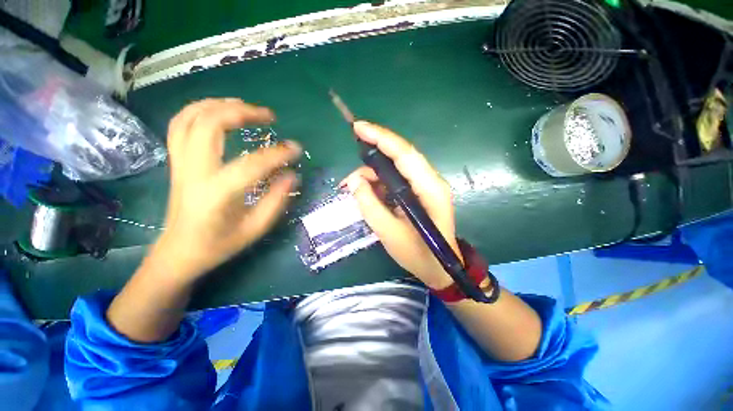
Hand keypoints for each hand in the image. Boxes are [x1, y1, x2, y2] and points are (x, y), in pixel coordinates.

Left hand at [151, 99, 300, 282]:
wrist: (179, 252)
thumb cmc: (219, 244)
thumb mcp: (256, 228)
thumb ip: (276, 200)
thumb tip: (293, 175)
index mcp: (217, 194)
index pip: (251, 164)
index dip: (277, 154)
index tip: (296, 149)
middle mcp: (194, 172)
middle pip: (209, 125)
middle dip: (242, 112)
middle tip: (268, 116)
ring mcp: (180, 164)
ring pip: (189, 118)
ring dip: (218, 105)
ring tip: (245, 106)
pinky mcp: (176, 162)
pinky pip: (179, 125)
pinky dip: (198, 110)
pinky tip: (218, 111)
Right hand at [342, 121, 459, 289]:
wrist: (439, 268)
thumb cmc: (418, 254)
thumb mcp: (389, 233)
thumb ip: (369, 205)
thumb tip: (354, 181)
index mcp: (430, 189)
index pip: (405, 154)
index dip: (382, 137)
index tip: (359, 127)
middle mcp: (430, 181)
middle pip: (400, 157)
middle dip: (373, 155)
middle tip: (351, 166)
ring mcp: (425, 186)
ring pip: (395, 168)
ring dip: (372, 174)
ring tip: (352, 187)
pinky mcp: (419, 192)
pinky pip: (396, 180)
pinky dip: (378, 183)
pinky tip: (366, 192)